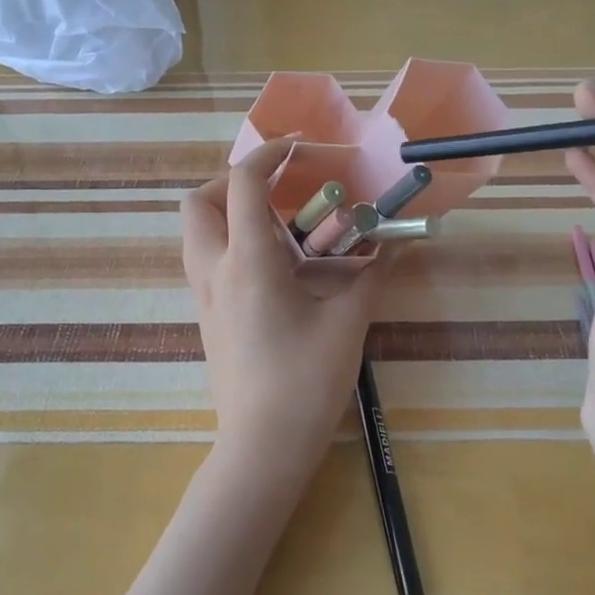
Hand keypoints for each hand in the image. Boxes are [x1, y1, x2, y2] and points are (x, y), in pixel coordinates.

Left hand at [181, 137, 391, 490]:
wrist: (262, 447)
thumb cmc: (306, 380)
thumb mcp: (348, 320)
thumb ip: (372, 273)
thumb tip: (398, 241)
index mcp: (248, 261)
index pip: (243, 183)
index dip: (268, 154)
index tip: (298, 147)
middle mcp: (215, 270)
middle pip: (197, 202)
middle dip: (232, 181)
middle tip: (277, 189)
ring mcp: (204, 297)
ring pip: (196, 233)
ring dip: (228, 212)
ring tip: (279, 225)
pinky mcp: (207, 319)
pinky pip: (207, 262)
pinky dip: (231, 244)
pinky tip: (275, 268)